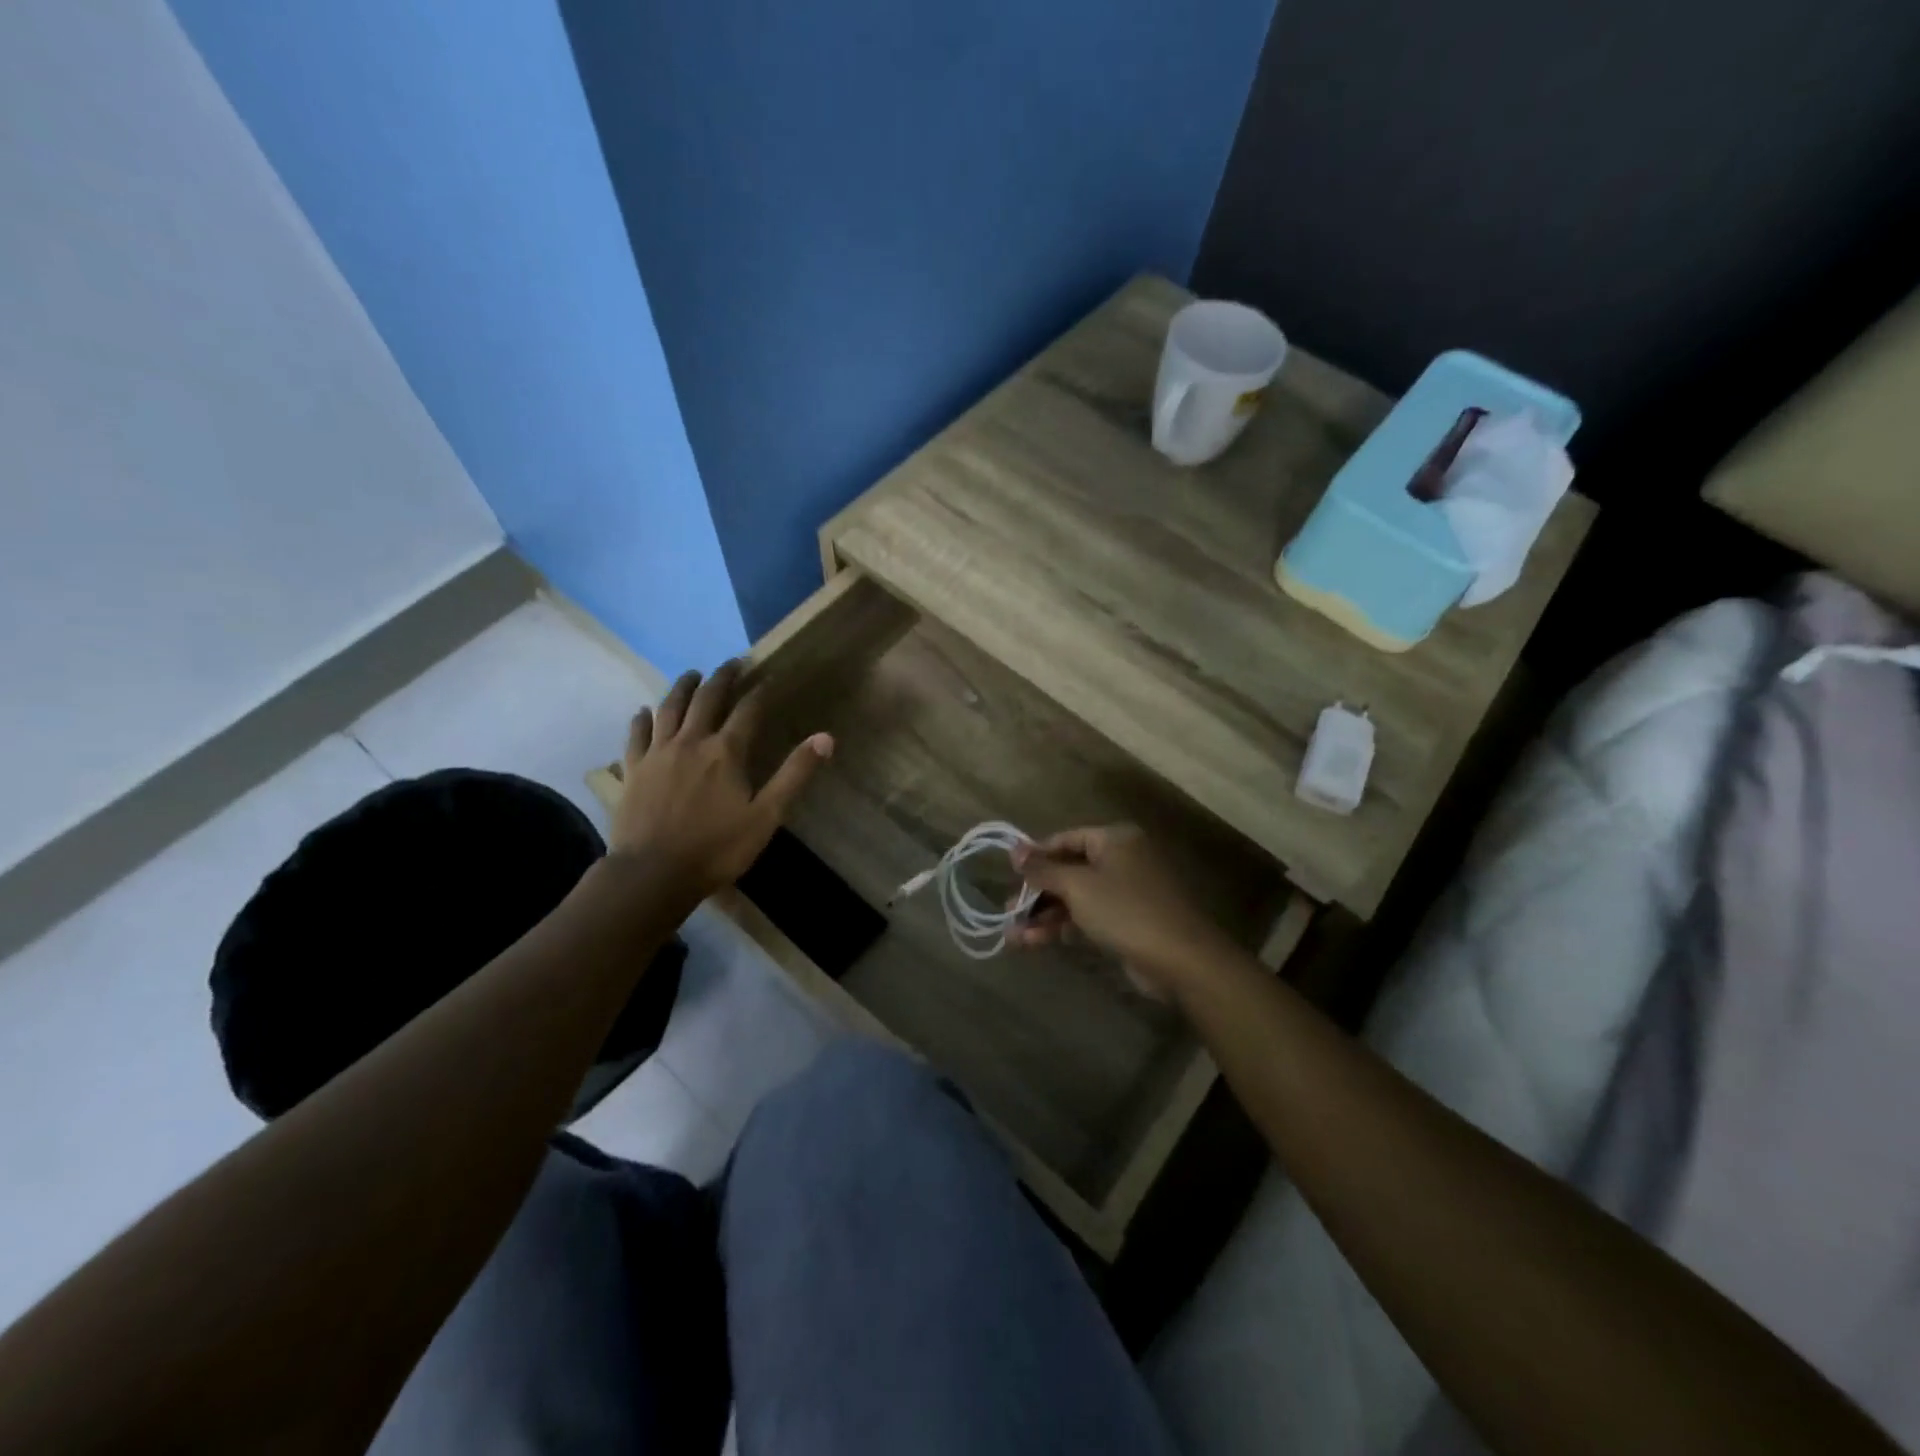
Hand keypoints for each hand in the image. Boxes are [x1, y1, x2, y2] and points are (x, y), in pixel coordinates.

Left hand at [611, 662, 831, 901]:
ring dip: (682, 687)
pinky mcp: (634, 769)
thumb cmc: (717, 848)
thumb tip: (825, 738)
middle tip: (732, 663)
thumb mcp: (766, 816)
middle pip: (707, 699)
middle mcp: (691, 741)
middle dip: (722, 678)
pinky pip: (637, 734)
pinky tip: (644, 711)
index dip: (761, 691)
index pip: (748, 710)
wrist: (653, 874)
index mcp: (726, 752)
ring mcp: (658, 753)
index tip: (769, 677)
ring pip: (669, 708)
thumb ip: (794, 774)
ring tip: (692, 675)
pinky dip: (642, 718)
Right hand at [1010, 825, 1235, 996]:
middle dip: (1036, 892)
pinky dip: (1063, 927)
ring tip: (1013, 935)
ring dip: (1044, 915)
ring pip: (1076, 898)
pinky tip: (1034, 942)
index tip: (1009, 873)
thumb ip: (1043, 869)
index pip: (1066, 838)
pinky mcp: (1127, 922)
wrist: (1181, 960)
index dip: (1036, 855)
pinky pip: (1087, 917)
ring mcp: (1126, 893)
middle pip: (1069, 870)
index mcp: (1115, 840)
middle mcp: (1121, 860)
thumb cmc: (1125, 910)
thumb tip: (1014, 849)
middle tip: (1008, 911)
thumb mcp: (1077, 886)